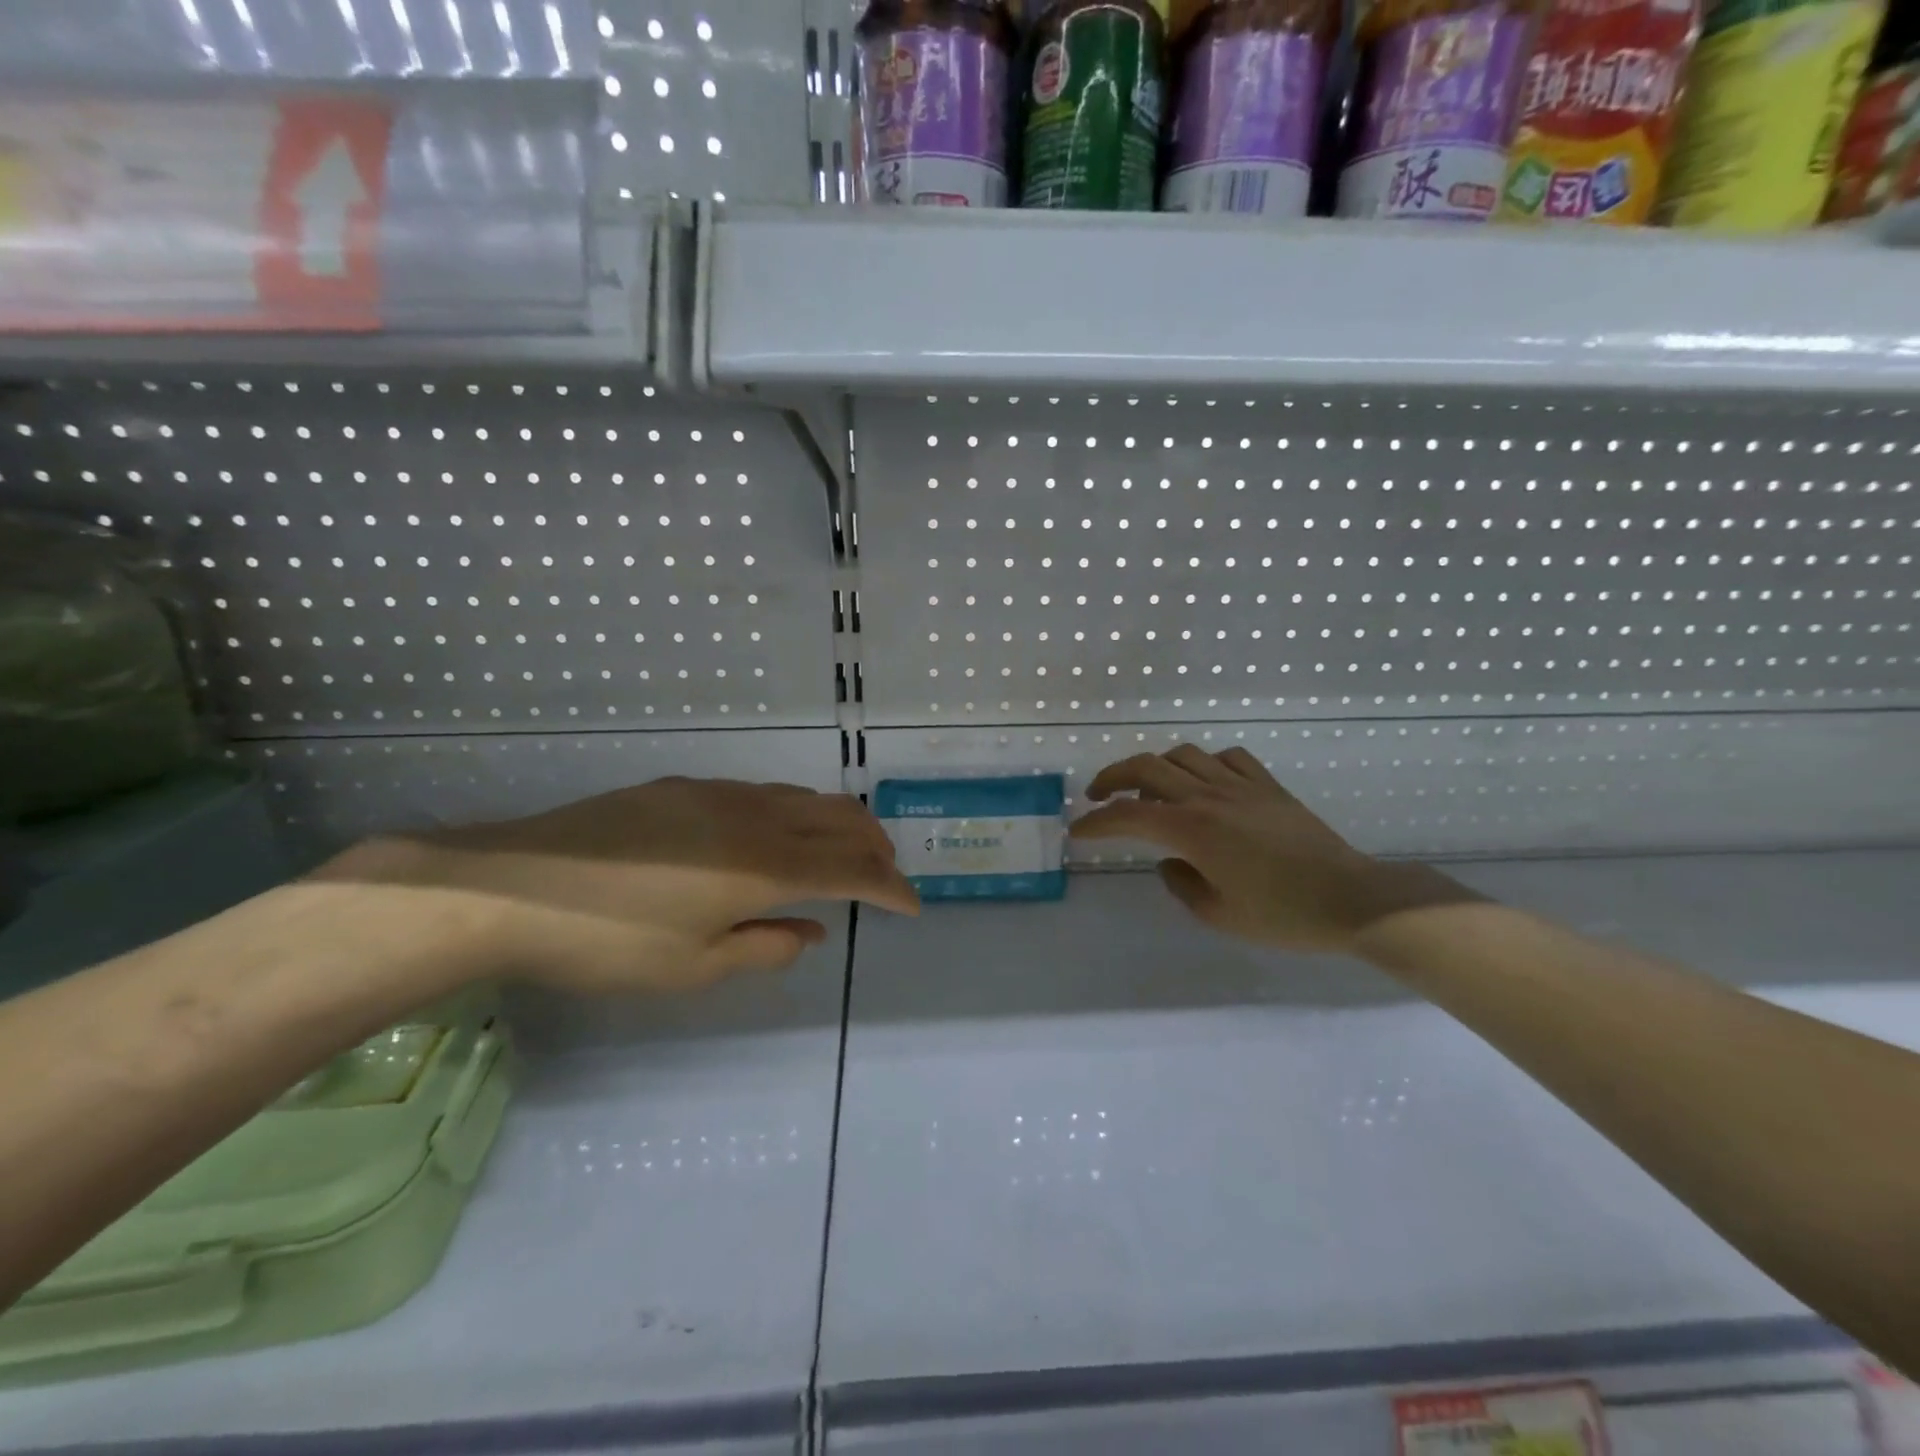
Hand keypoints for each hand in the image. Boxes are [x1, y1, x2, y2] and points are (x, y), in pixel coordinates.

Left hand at [313, 777, 918, 993]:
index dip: (889, 889)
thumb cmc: (608, 942)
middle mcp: (754, 818)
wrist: (512, 886)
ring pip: (804, 799)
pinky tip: (777, 834)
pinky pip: (764, 793)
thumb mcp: (692, 967)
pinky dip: (796, 813)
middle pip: (839, 820)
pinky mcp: (685, 787)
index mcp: (764, 868)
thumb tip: (809, 930)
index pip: (851, 871)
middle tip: (888, 873)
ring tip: (844, 850)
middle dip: (875, 846)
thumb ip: (764, 947)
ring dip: (838, 824)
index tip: (911, 906)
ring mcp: (719, 794)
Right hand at [1070, 745, 1475, 952]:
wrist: (1352, 898)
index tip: (1078, 831)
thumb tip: (1171, 862)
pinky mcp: (1268, 786)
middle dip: (1112, 778)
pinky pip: (1227, 758)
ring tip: (1149, 791)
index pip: (1128, 815)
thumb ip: (1181, 883)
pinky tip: (1205, 784)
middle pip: (1146, 767)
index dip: (1096, 822)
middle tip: (1098, 797)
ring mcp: (1241, 785)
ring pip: (1183, 755)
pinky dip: (1204, 764)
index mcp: (1192, 829)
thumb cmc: (1282, 915)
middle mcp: (1209, 796)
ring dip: (1155, 768)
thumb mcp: (1217, 914)